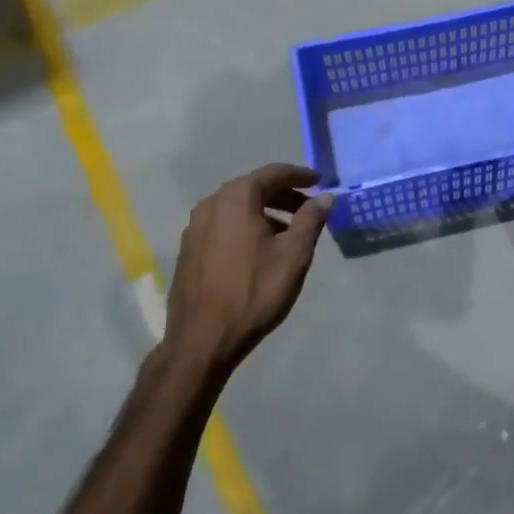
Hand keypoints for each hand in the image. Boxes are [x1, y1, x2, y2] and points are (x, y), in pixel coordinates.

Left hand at [165, 163, 332, 375]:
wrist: (202, 340)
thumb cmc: (254, 292)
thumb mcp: (293, 255)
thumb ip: (310, 220)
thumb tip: (324, 196)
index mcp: (236, 198)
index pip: (274, 173)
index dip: (300, 175)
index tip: (320, 180)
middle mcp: (211, 204)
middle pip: (254, 188)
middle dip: (284, 195)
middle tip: (309, 208)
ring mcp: (195, 227)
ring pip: (237, 208)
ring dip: (265, 212)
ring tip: (289, 232)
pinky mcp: (189, 249)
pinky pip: (224, 225)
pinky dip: (246, 226)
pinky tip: (260, 249)